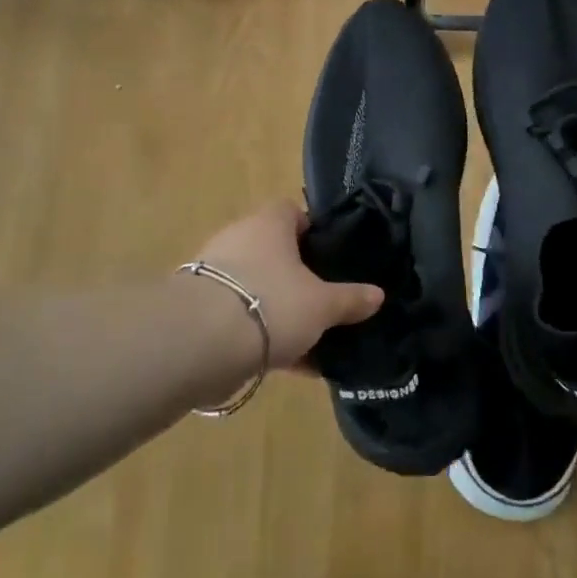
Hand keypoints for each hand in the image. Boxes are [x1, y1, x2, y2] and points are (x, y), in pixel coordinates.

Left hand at [192, 201, 384, 367]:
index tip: (332, 257)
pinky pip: (240, 318)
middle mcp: (238, 239)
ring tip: (310, 341)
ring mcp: (214, 274)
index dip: (314, 231)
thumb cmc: (271, 304)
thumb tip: (378, 295)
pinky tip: (288, 365)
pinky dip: (262, 336)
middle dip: (298, 278)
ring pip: (258, 288)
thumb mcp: (322, 305)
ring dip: (280, 311)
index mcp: (268, 224)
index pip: (292, 212)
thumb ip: (350, 299)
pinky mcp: (198, 310)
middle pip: (274, 253)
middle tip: (324, 301)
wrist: (198, 344)